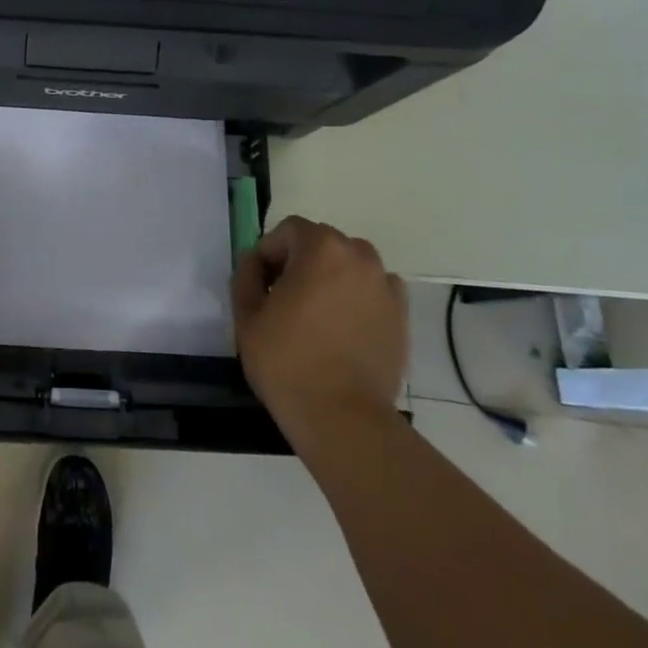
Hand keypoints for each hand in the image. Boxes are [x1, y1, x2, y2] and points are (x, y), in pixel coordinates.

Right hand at [232, 216, 408, 437]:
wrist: (342, 417)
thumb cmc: (287, 361)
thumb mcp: (247, 314)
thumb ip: (246, 275)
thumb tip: (254, 262)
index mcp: (321, 248)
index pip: (288, 230)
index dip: (269, 253)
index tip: (261, 286)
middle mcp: (359, 257)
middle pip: (322, 243)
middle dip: (300, 262)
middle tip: (283, 299)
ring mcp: (385, 286)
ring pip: (350, 265)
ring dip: (330, 277)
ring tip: (316, 314)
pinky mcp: (401, 316)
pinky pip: (374, 290)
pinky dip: (358, 297)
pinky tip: (343, 327)